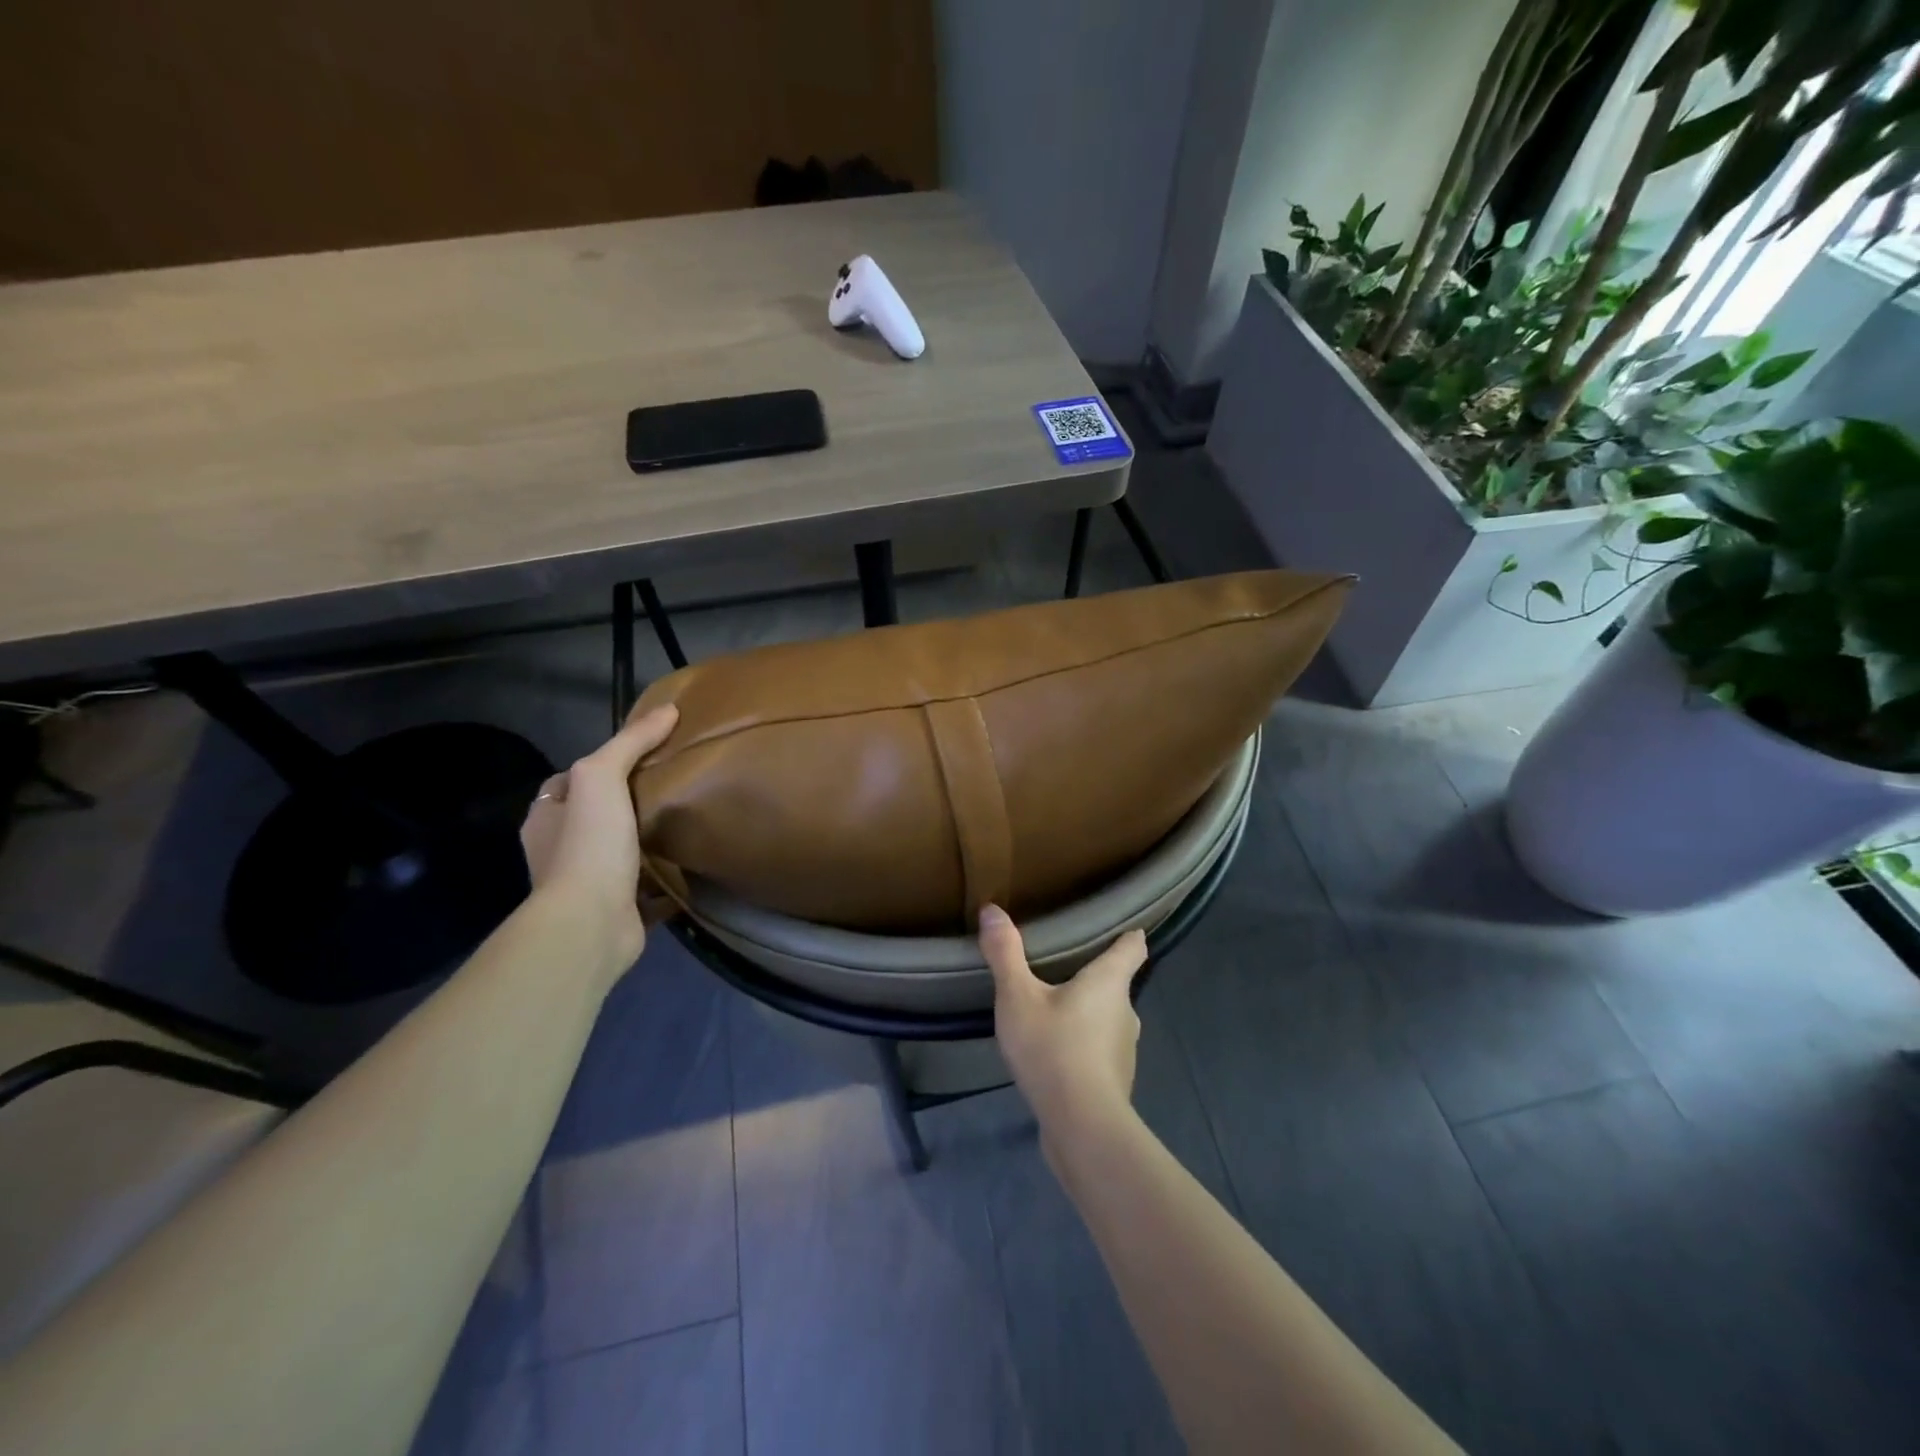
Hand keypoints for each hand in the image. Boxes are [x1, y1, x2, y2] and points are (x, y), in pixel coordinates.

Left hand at [520, 704, 678, 973]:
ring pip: (619, 853)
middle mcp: (559, 851)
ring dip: (645, 843)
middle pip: (596, 817)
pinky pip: (644, 889)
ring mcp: (587, 885)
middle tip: (671, 787)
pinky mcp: (617, 910)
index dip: (600, 767)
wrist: (591, 923)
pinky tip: (691, 866)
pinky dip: (664, 880)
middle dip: (626, 805)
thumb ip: (631, 742)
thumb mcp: (602, 776)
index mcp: (546, 818)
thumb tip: (668, 709)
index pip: (569, 783)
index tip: (641, 757)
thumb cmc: (589, 844)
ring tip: (685, 823)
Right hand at [979, 904, 1146, 1142]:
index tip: (1125, 927)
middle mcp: (1125, 1011)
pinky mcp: (1114, 1080)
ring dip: (1086, 1013)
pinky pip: (1098, 1050)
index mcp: (1110, 982)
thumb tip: (992, 909)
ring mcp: (1124, 1049)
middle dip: (1093, 976)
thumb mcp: (1018, 997)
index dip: (1129, 935)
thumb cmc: (1054, 1049)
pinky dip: (1082, 1044)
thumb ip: (1005, 953)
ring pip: (1107, 1019)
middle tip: (1063, 967)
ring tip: (1053, 1011)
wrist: (1083, 1128)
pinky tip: (1056, 1054)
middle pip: (1116, 984)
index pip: (1132, 948)